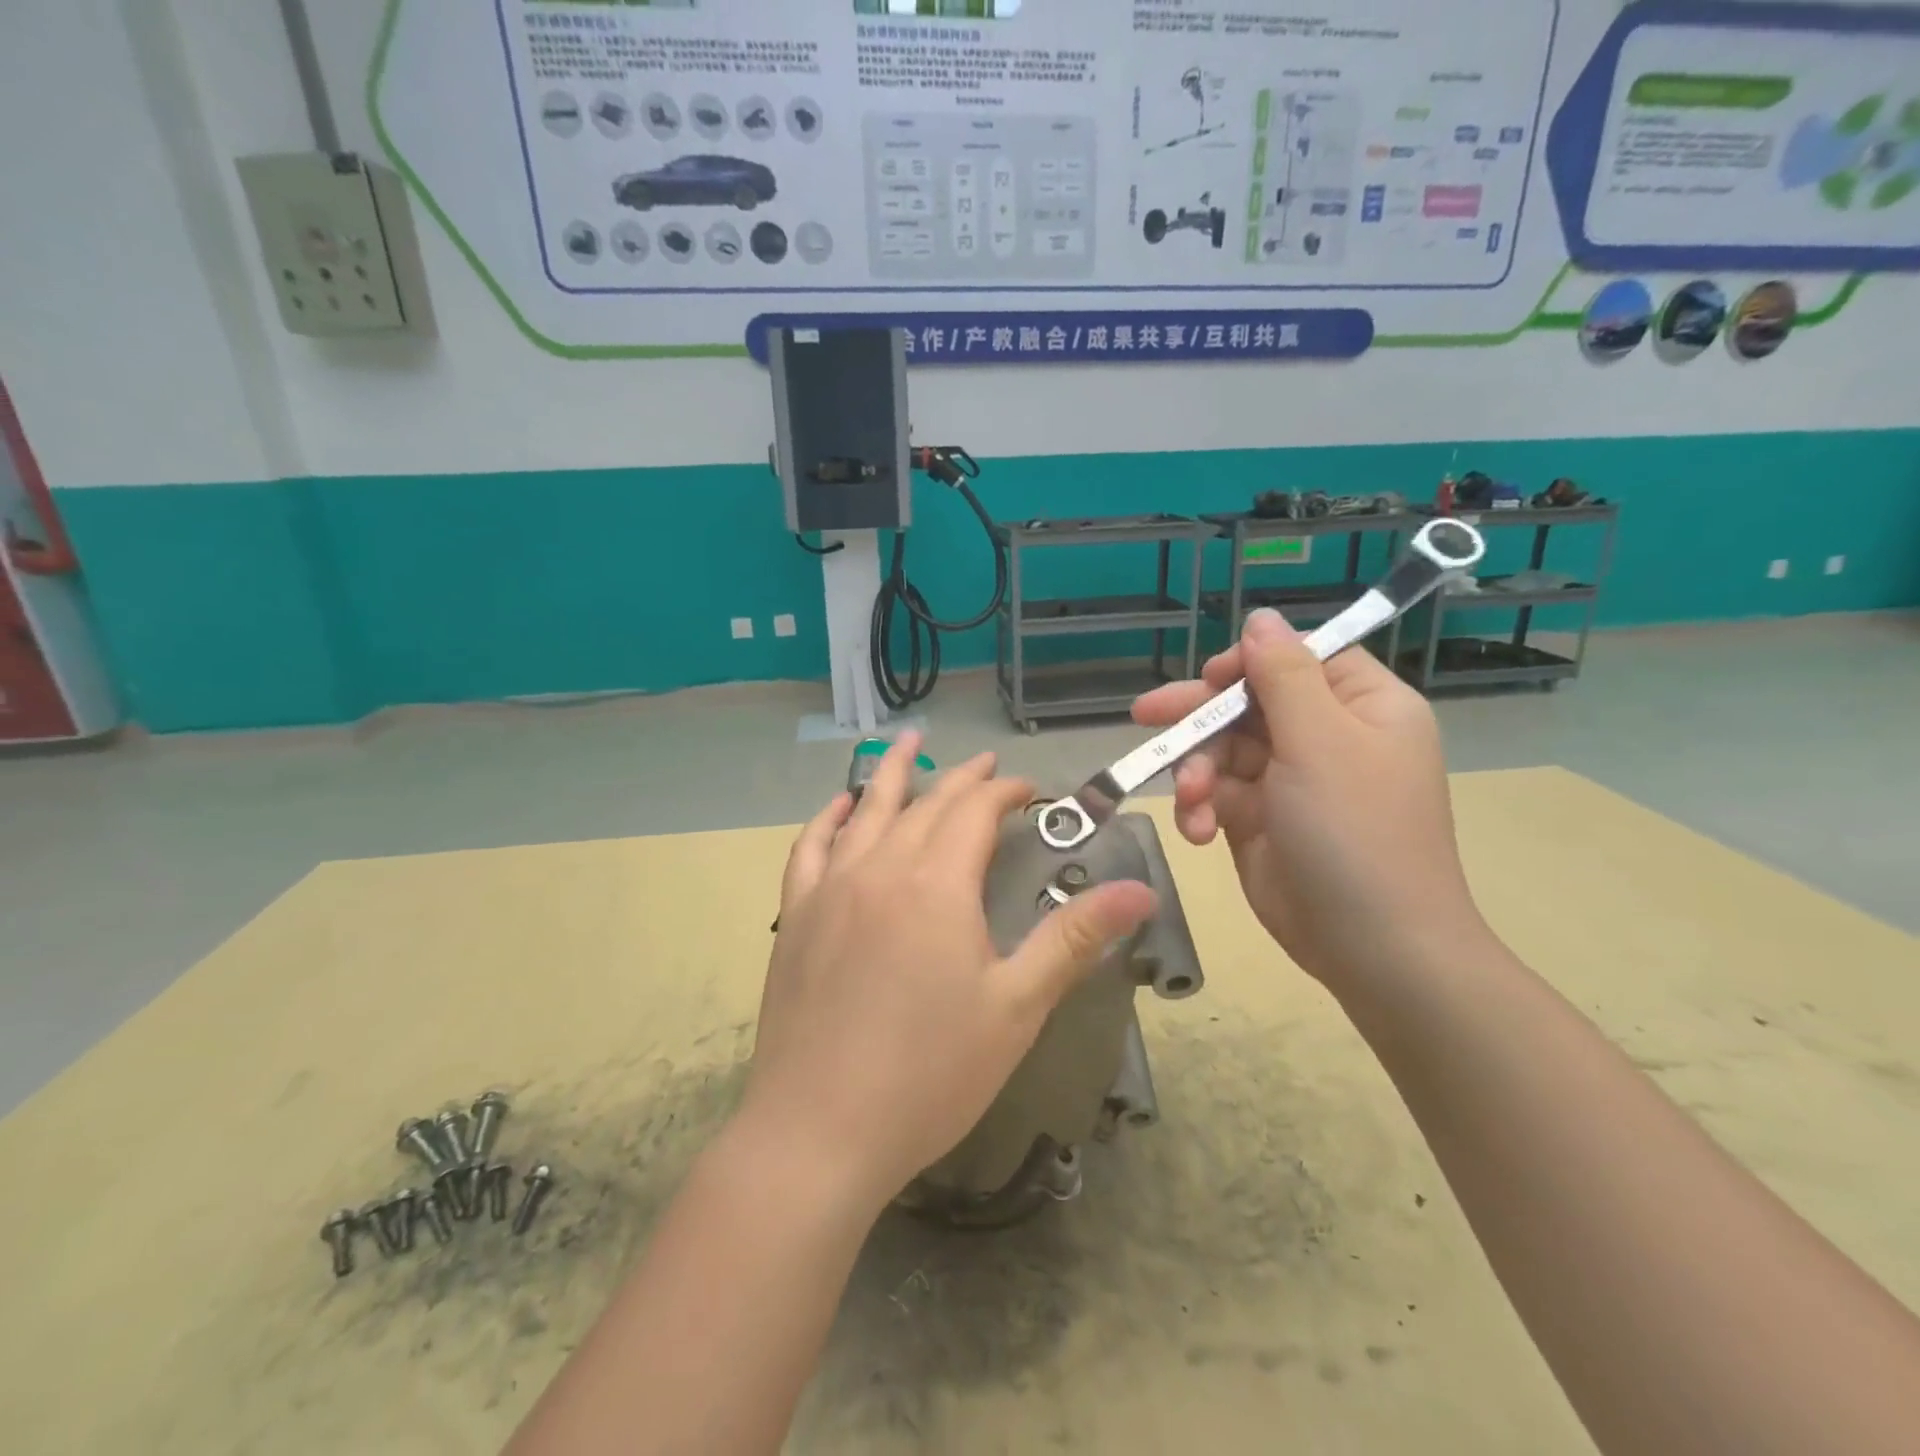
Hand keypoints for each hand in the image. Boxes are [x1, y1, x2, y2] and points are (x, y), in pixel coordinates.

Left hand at [742, 734, 1156, 1208]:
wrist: (819, 1131)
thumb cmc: (930, 1073)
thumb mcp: (1017, 1007)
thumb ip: (1074, 939)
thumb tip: (1142, 890)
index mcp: (938, 884)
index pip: (976, 813)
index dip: (1007, 793)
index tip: (1031, 793)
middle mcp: (881, 868)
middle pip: (927, 804)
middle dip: (963, 780)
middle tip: (988, 767)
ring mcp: (831, 888)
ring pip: (867, 810)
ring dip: (892, 772)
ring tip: (908, 743)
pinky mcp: (797, 916)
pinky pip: (811, 847)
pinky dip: (829, 817)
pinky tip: (841, 806)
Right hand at [1132, 609, 1484, 985]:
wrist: (1372, 946)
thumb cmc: (1355, 832)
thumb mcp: (1321, 743)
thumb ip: (1284, 676)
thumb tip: (1262, 618)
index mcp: (1360, 707)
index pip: (1297, 659)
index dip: (1249, 663)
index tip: (1210, 681)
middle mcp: (1326, 737)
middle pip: (1248, 703)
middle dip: (1200, 718)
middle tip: (1147, 715)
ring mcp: (1290, 781)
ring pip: (1222, 750)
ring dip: (1196, 772)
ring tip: (1190, 802)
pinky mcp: (1259, 820)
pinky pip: (1216, 795)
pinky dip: (1200, 809)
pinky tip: (1196, 833)